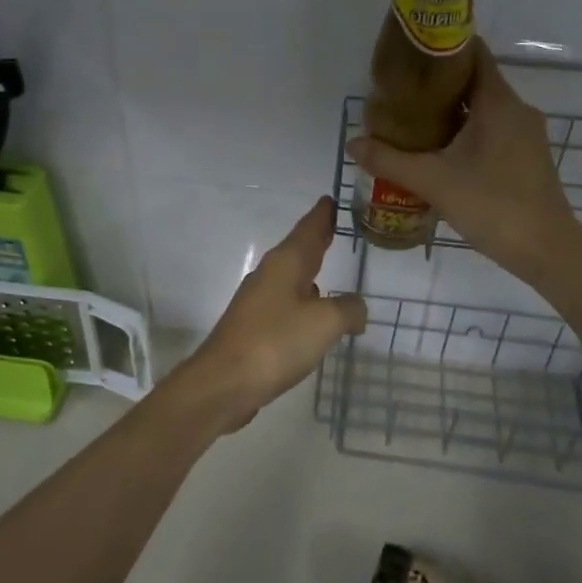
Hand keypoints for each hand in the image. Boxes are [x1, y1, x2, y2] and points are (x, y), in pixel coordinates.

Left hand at [169, 196, 366, 433]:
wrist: (224, 383)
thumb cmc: (276, 343)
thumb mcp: (324, 323)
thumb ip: (348, 309)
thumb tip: (357, 308)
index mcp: (285, 264)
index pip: (308, 229)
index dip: (322, 215)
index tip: (330, 199)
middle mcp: (269, 276)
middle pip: (298, 251)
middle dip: (316, 239)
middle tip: (334, 226)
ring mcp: (258, 303)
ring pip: (291, 278)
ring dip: (309, 271)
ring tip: (328, 268)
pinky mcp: (254, 329)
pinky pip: (286, 305)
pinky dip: (303, 301)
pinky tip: (312, 315)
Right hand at [346, 39, 581, 288]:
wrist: (547, 251)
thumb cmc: (492, 205)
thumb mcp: (433, 181)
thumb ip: (389, 160)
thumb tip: (352, 143)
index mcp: (498, 102)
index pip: (473, 53)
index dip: (441, 49)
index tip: (409, 55)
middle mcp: (516, 109)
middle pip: (474, 81)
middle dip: (437, 85)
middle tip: (399, 94)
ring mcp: (525, 134)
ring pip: (483, 109)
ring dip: (450, 111)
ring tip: (411, 121)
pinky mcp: (526, 157)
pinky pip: (492, 130)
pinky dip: (466, 132)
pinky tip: (439, 152)